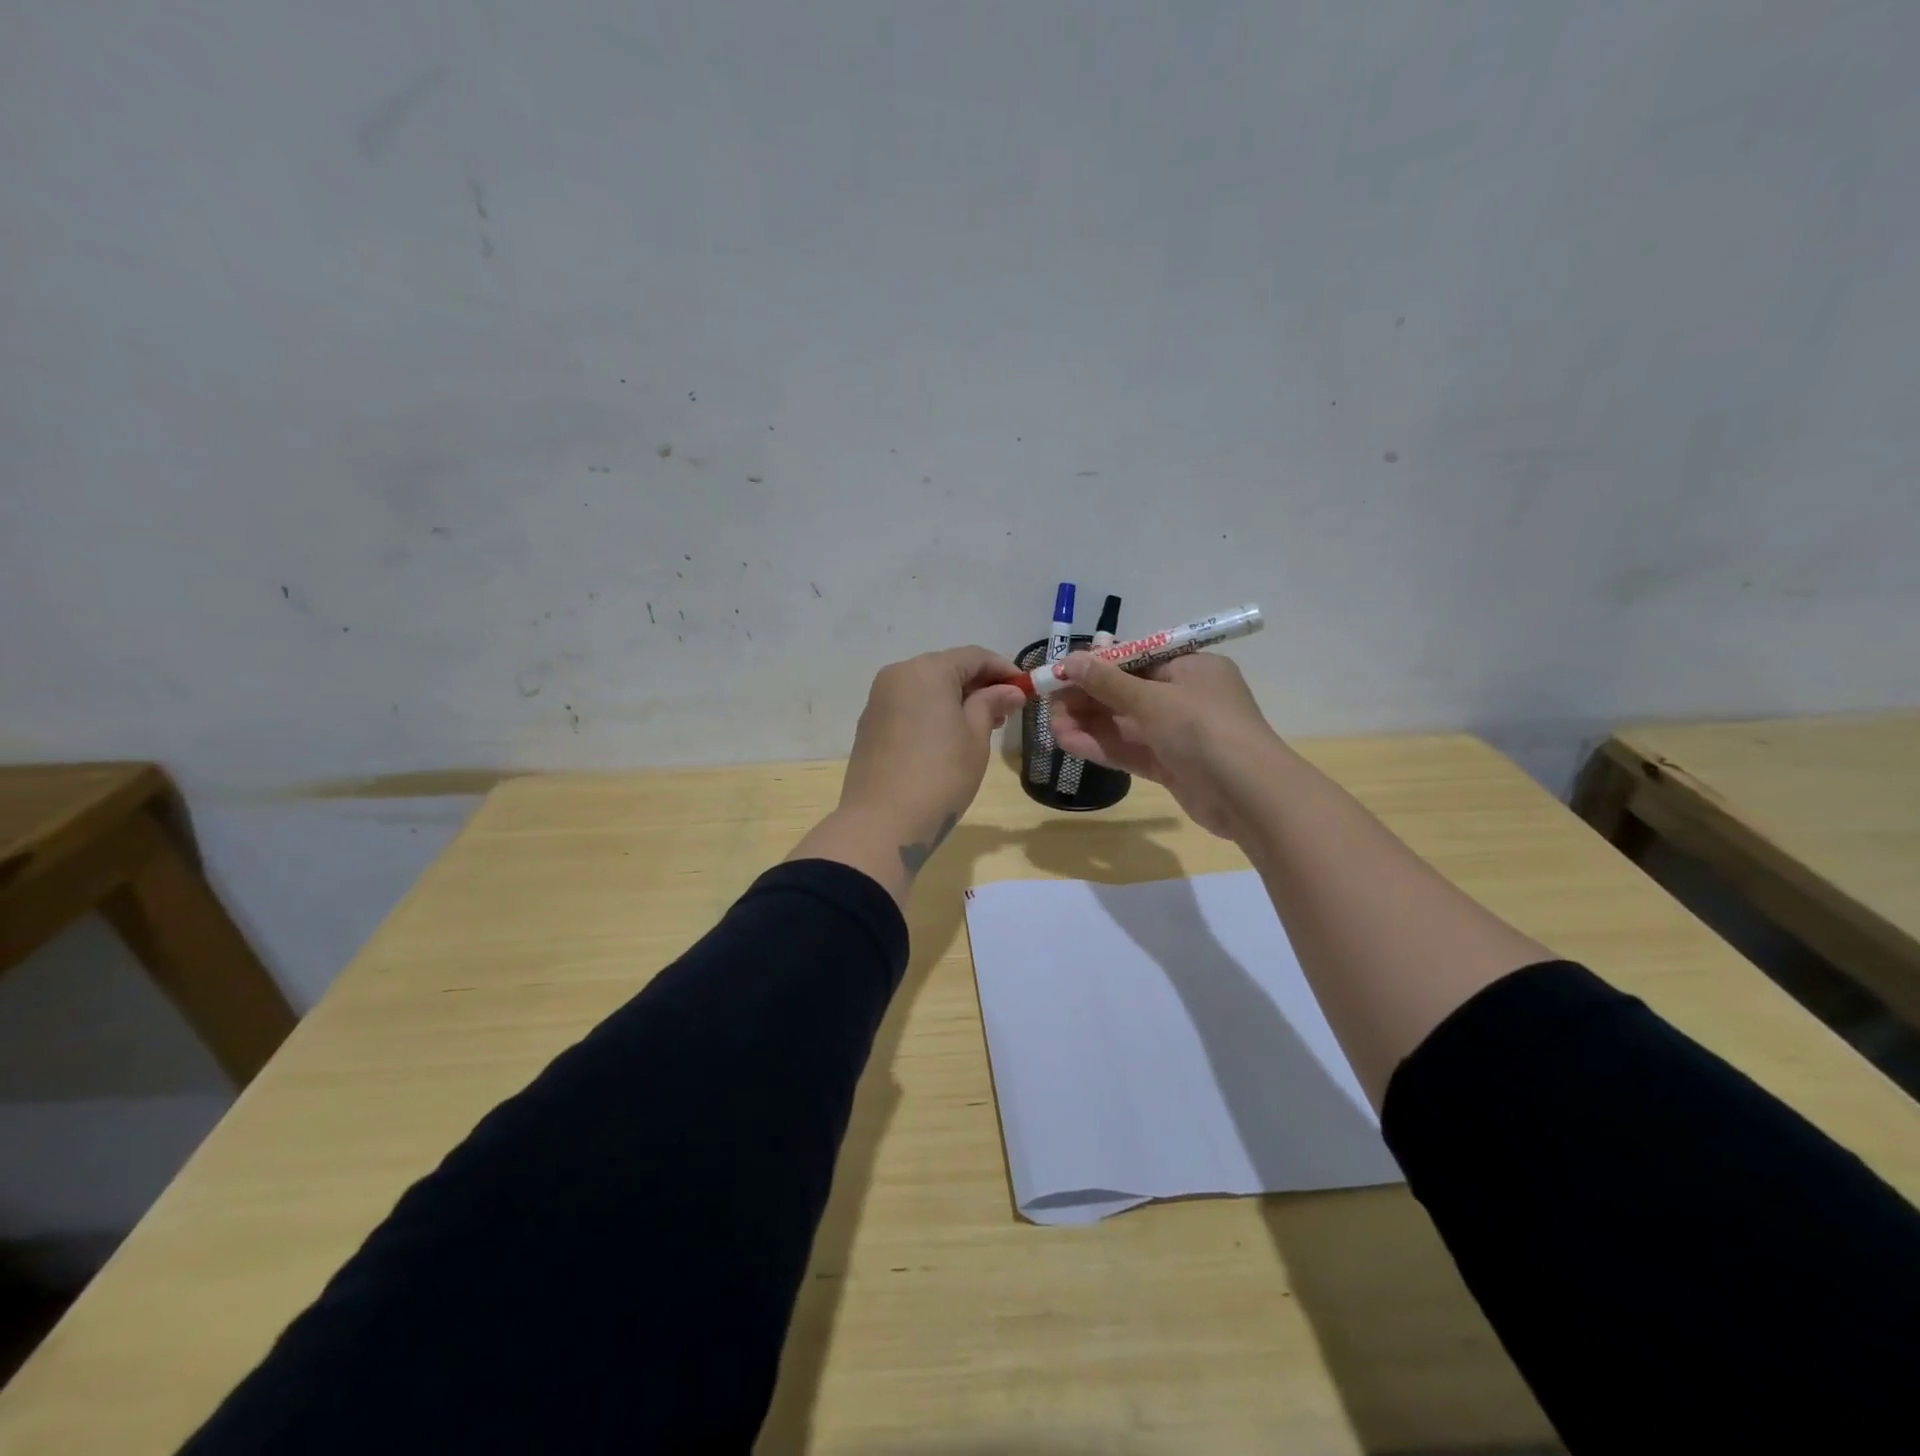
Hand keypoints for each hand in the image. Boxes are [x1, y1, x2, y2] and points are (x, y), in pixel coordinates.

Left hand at [792, 646, 1026, 903]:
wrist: (882, 822)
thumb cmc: (940, 775)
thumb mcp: (975, 737)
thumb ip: (991, 704)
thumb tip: (1009, 691)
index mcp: (927, 670)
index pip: (973, 657)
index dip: (1004, 670)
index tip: (1026, 690)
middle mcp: (898, 675)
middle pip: (947, 668)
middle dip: (979, 685)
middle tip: (1007, 711)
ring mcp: (879, 700)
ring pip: (926, 688)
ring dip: (956, 699)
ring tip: (982, 725)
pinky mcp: (870, 724)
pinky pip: (909, 706)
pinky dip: (933, 712)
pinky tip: (949, 736)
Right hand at [1047, 651, 1280, 838]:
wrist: (1249, 795)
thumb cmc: (1204, 729)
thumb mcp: (1153, 699)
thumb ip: (1108, 682)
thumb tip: (1071, 660)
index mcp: (1192, 668)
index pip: (1137, 660)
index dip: (1097, 666)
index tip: (1061, 672)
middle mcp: (1186, 697)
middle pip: (1127, 693)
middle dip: (1087, 699)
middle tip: (1048, 703)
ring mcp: (1179, 734)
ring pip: (1125, 724)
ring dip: (1089, 724)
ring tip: (1052, 727)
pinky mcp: (1171, 766)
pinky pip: (1131, 750)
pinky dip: (1102, 746)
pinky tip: (1069, 744)